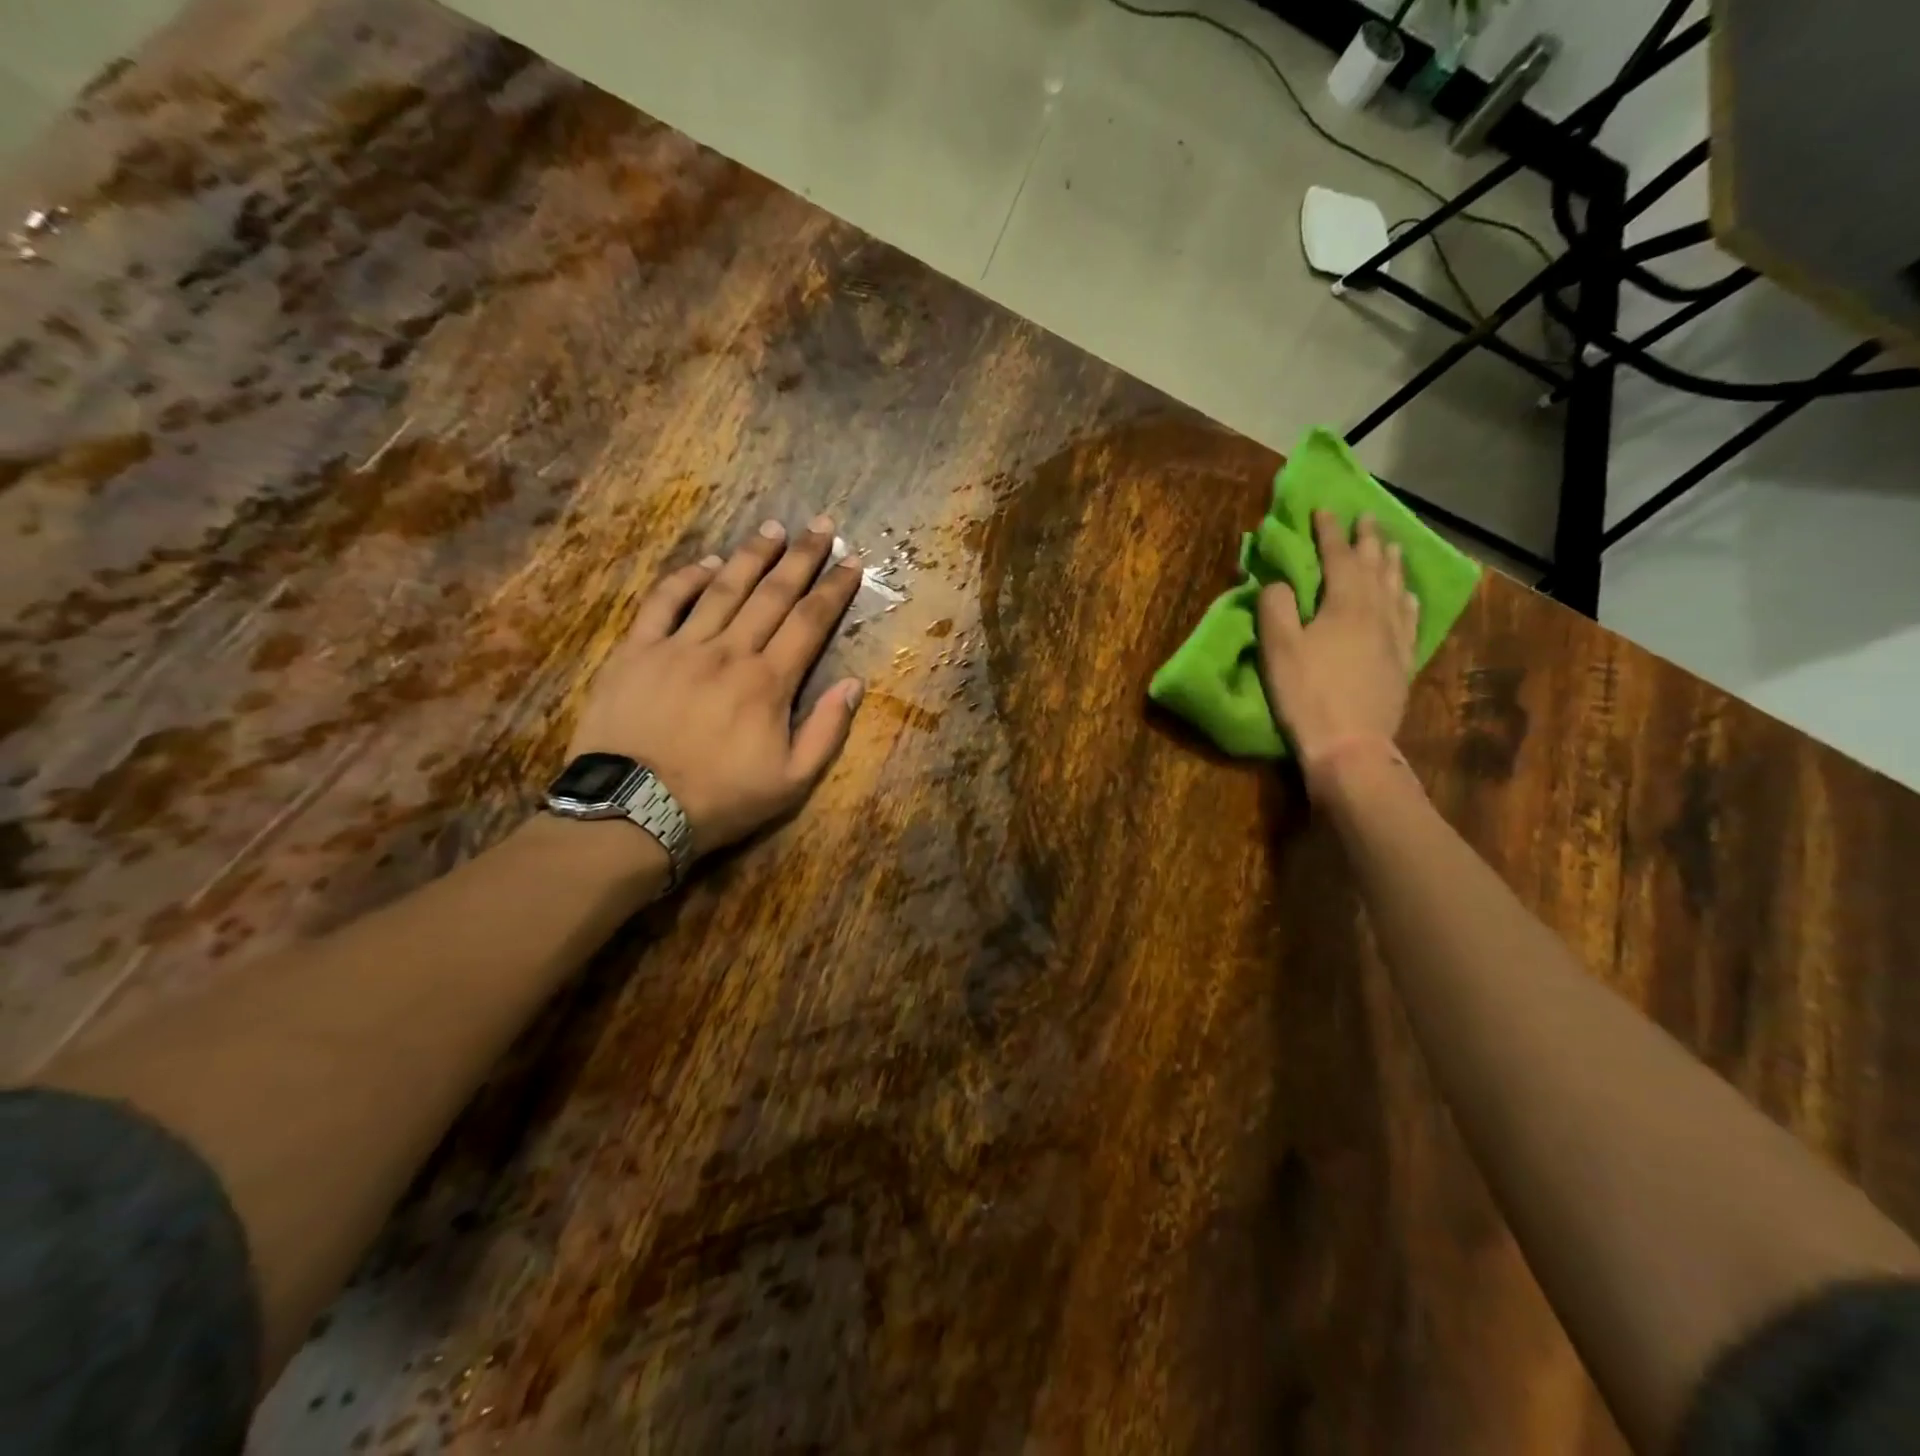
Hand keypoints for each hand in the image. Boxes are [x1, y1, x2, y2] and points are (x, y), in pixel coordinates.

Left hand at [568, 514, 864, 857]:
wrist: (633, 811)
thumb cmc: (720, 800)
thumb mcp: (792, 782)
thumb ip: (827, 730)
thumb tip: (853, 683)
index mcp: (768, 682)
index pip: (810, 622)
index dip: (834, 589)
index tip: (852, 562)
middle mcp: (729, 652)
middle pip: (772, 594)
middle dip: (801, 557)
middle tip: (821, 525)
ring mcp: (680, 647)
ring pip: (722, 589)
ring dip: (751, 556)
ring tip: (773, 528)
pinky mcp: (637, 651)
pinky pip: (664, 603)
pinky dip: (686, 579)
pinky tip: (706, 563)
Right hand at [1256, 511, 1418, 785]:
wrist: (1351, 745)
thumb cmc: (1308, 695)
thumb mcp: (1278, 650)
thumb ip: (1276, 608)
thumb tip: (1279, 583)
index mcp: (1345, 603)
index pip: (1338, 556)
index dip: (1330, 532)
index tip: (1324, 509)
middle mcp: (1377, 611)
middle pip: (1375, 565)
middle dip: (1368, 539)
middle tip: (1367, 517)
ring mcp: (1395, 636)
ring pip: (1396, 586)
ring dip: (1391, 561)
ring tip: (1390, 545)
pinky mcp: (1403, 660)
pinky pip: (1409, 617)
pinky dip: (1406, 597)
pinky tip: (1405, 594)